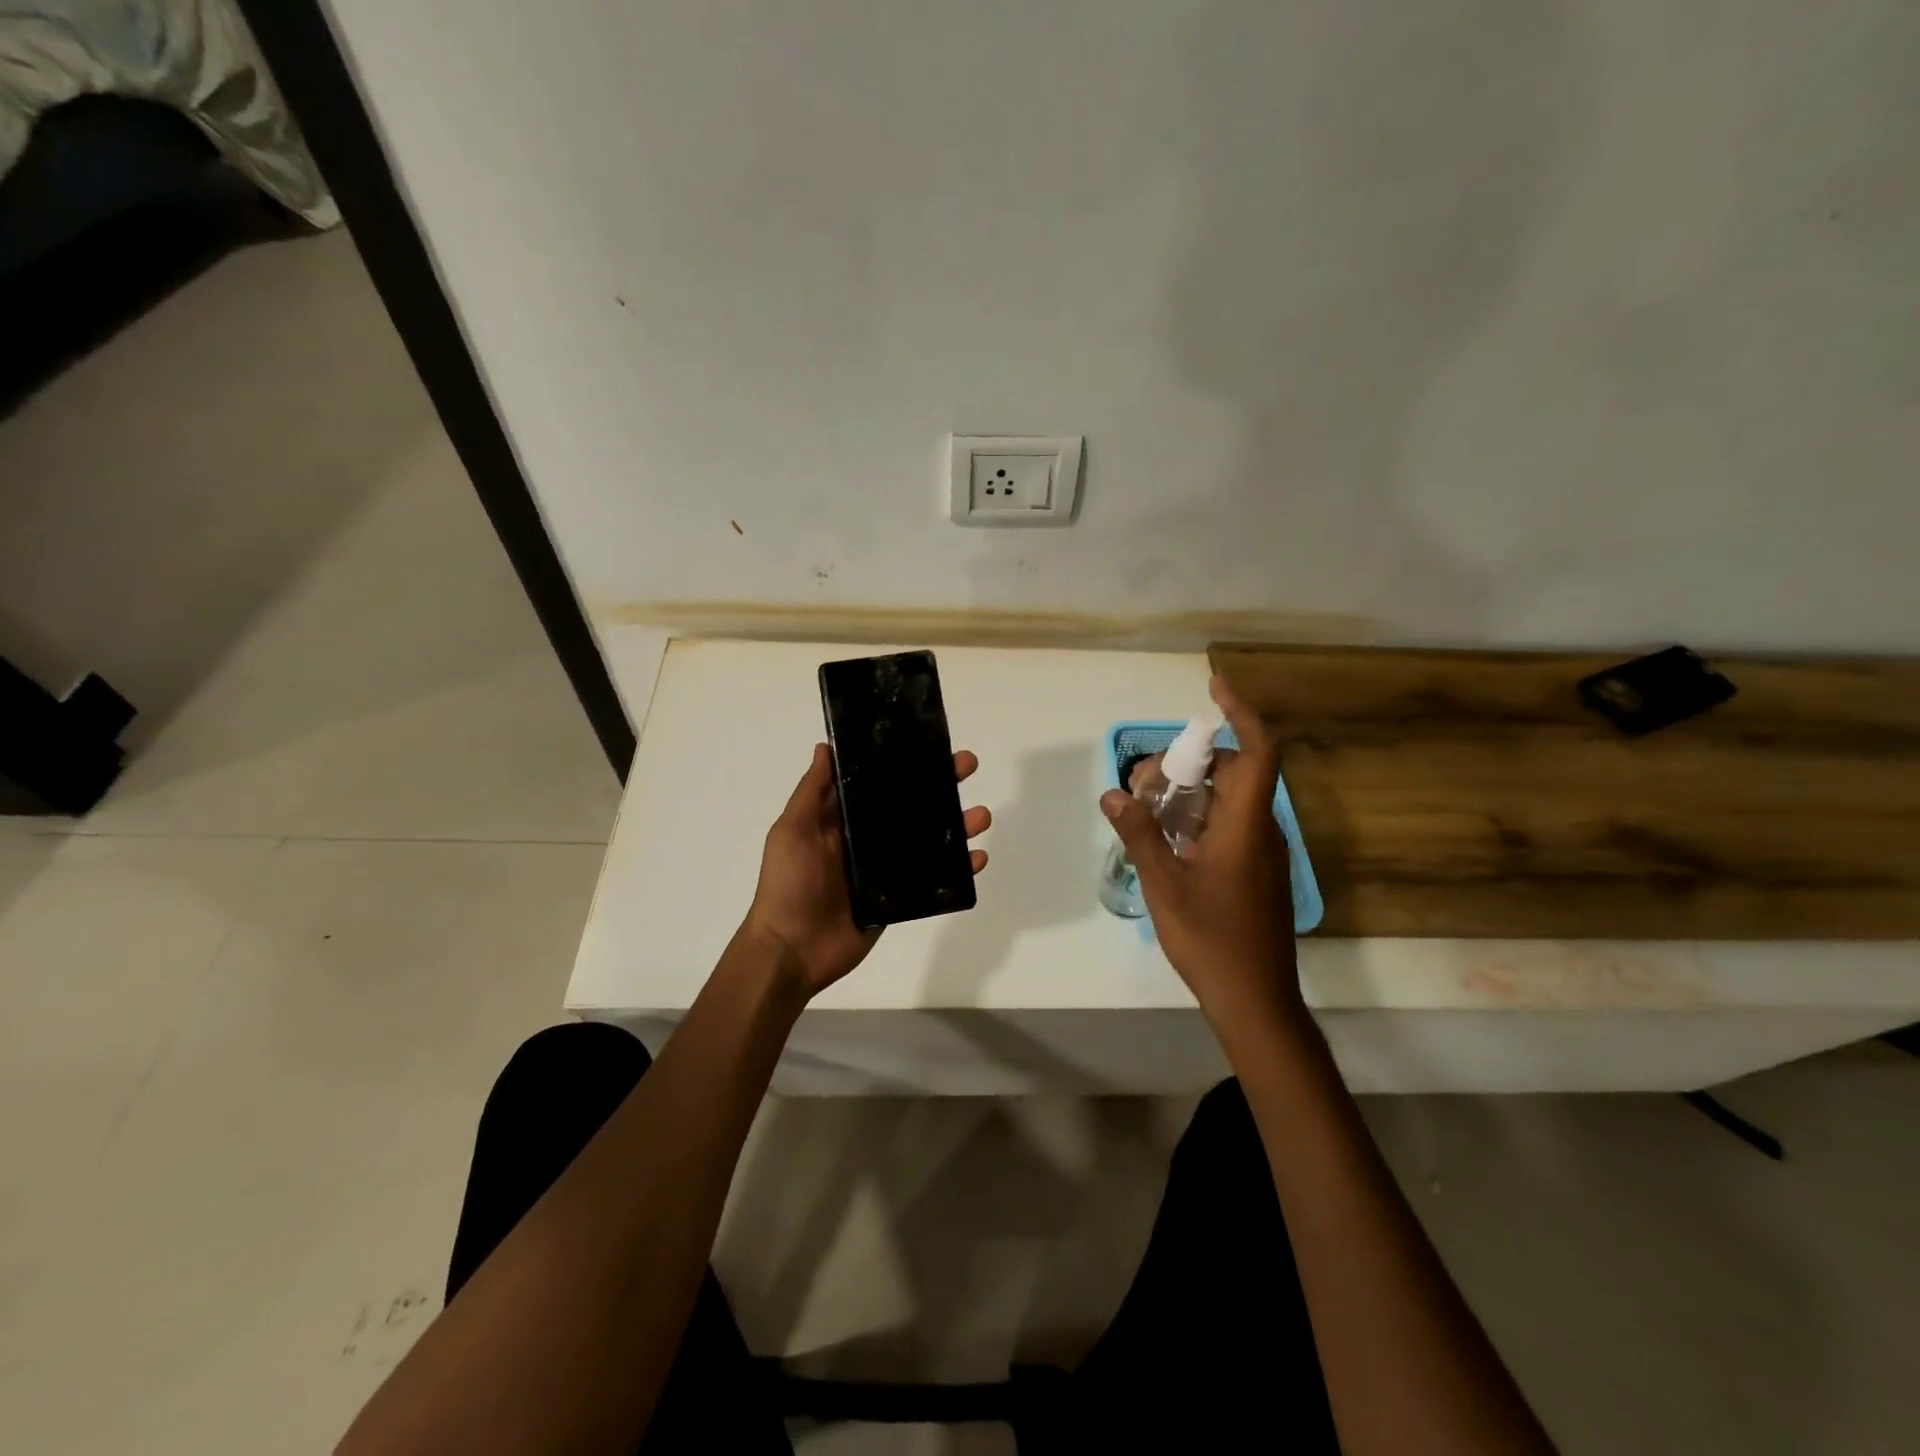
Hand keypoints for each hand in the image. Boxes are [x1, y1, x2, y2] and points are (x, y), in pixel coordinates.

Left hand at [743, 743, 990, 999]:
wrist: (792, 950)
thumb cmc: (788, 885)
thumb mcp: (793, 830)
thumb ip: (812, 791)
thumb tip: (826, 746)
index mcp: (842, 819)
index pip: (879, 782)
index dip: (904, 762)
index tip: (930, 743)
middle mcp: (867, 839)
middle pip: (910, 806)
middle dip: (940, 785)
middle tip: (968, 766)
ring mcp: (885, 869)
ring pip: (929, 841)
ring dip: (958, 826)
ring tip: (982, 816)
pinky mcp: (899, 898)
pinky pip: (934, 879)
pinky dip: (959, 870)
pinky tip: (978, 858)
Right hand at [1101, 676, 1301, 1029]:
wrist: (1255, 1000)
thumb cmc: (1211, 940)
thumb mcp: (1164, 885)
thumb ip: (1139, 834)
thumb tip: (1112, 792)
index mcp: (1245, 827)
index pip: (1257, 753)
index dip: (1240, 714)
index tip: (1213, 688)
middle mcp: (1261, 832)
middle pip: (1236, 773)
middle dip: (1192, 762)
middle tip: (1147, 778)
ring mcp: (1262, 855)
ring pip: (1231, 802)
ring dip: (1193, 792)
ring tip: (1149, 809)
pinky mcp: (1257, 874)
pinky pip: (1231, 826)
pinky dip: (1201, 818)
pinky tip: (1170, 842)